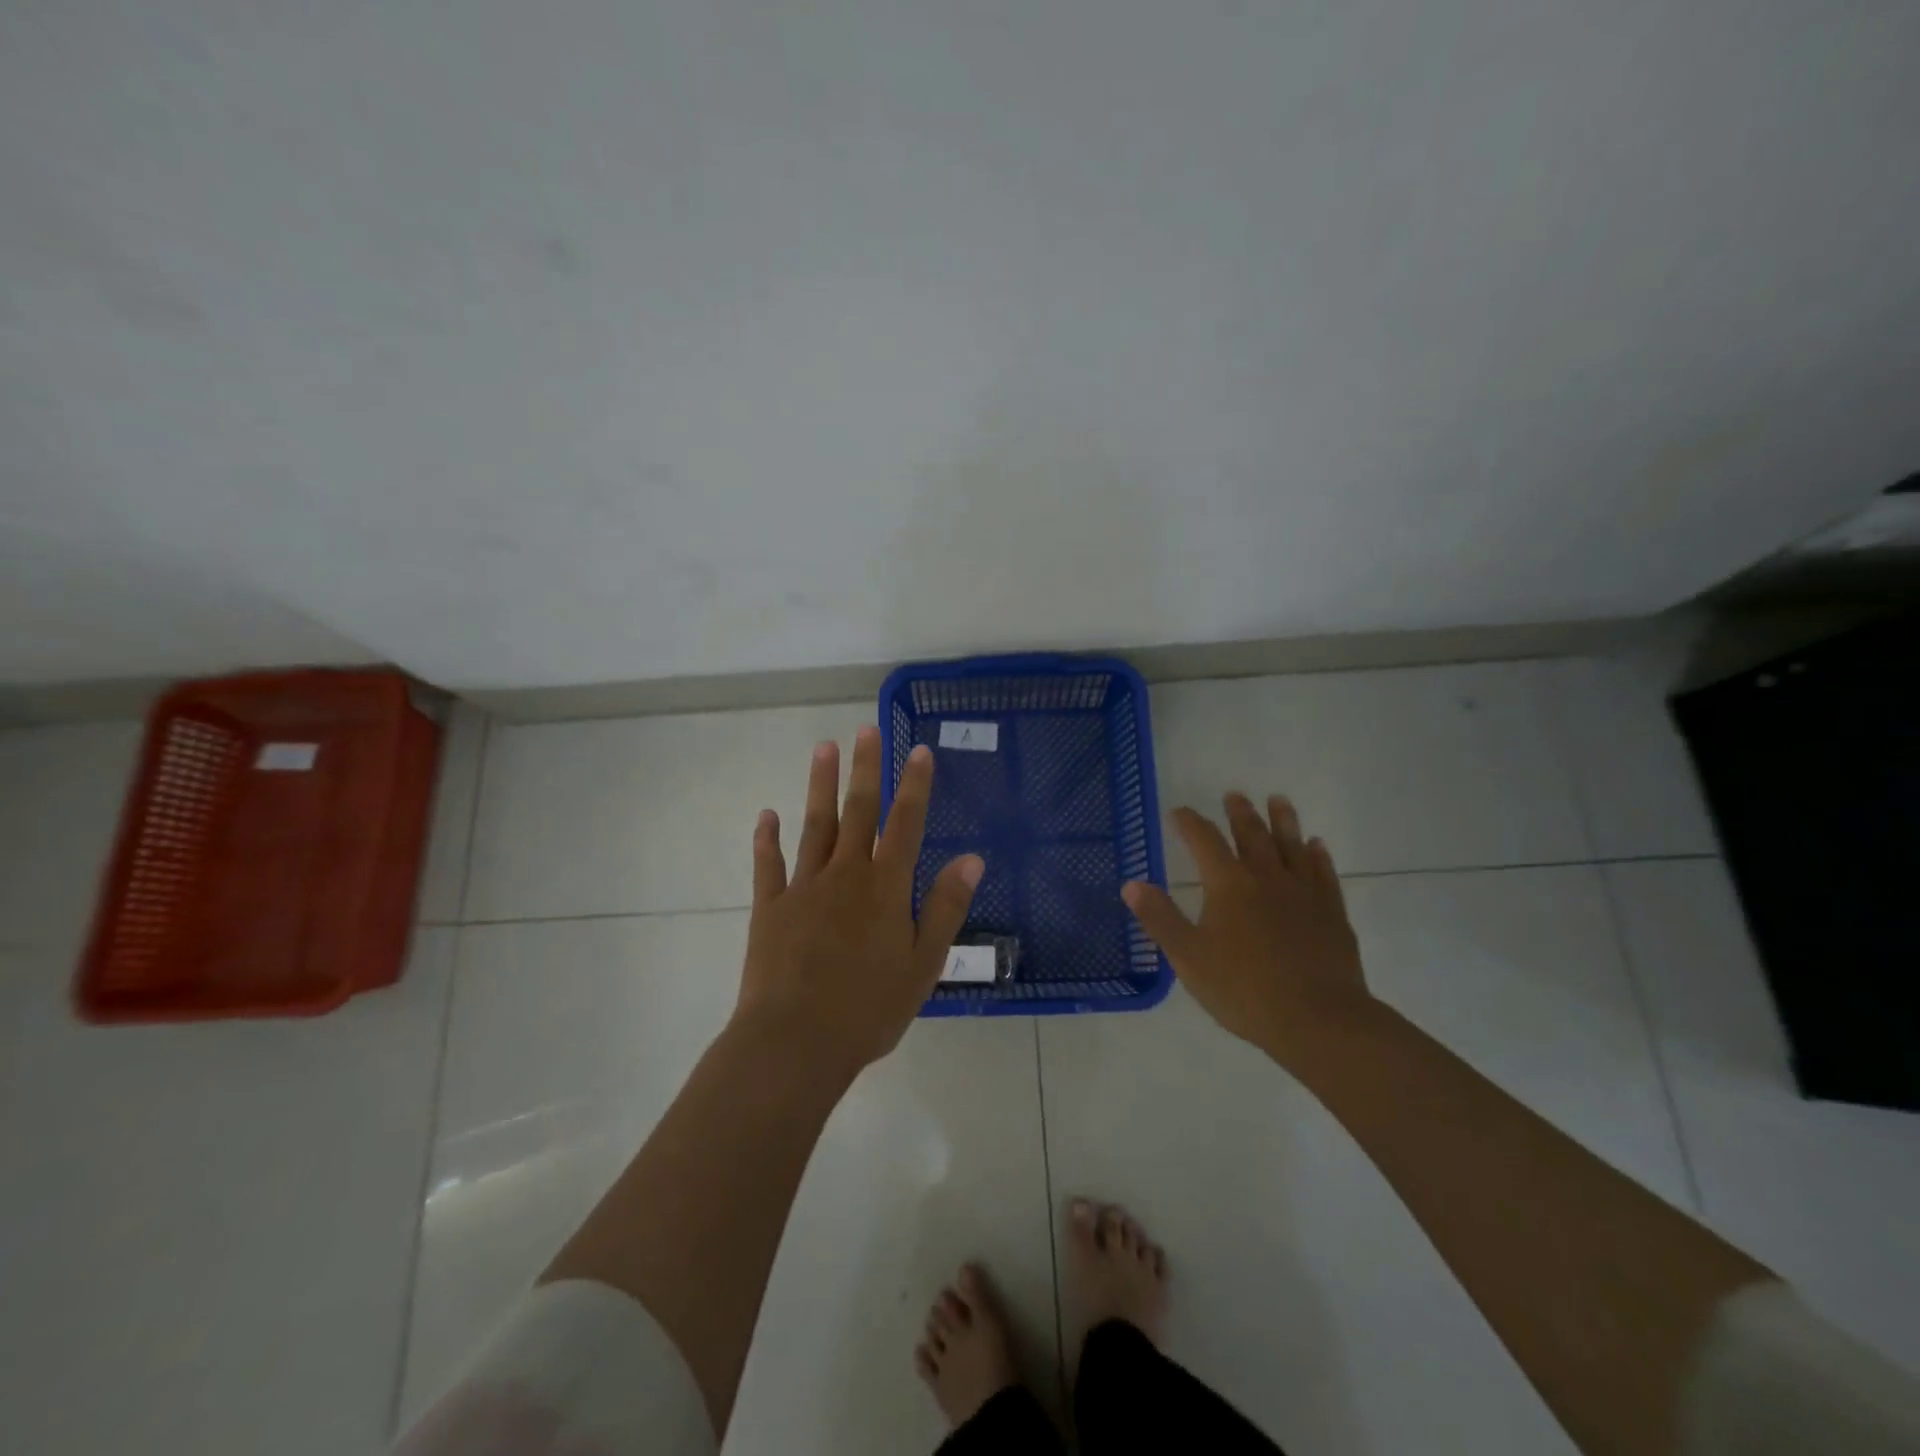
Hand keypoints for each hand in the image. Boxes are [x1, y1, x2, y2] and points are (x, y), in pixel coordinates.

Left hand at [736, 725, 983, 1076]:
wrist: (795, 1043)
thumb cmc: (868, 1009)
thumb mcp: (923, 964)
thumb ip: (945, 907)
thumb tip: (972, 858)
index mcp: (885, 888)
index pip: (906, 824)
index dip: (914, 786)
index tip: (918, 750)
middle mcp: (845, 875)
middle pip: (858, 812)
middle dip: (865, 769)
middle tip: (866, 728)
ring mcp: (803, 887)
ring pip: (814, 825)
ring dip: (820, 785)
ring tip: (824, 747)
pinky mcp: (769, 907)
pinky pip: (769, 864)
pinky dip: (767, 838)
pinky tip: (767, 815)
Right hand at [1121, 793, 1370, 1065]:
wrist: (1319, 1020)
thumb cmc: (1244, 990)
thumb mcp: (1188, 957)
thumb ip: (1160, 918)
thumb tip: (1131, 884)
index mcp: (1228, 885)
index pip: (1204, 841)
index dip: (1190, 823)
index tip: (1179, 811)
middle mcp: (1266, 878)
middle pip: (1252, 835)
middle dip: (1240, 813)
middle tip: (1234, 795)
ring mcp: (1304, 893)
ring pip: (1292, 846)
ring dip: (1283, 821)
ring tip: (1278, 800)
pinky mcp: (1332, 913)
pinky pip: (1324, 873)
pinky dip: (1319, 855)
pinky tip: (1317, 846)